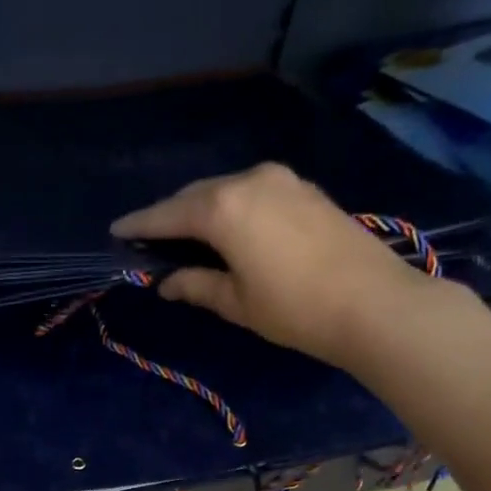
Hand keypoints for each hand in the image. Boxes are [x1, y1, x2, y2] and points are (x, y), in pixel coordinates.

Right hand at [111, 162, 431, 369]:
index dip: (139, 225)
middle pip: (195, 196)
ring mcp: (282, 180)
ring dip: (201, 211)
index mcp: (223, 209)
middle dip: (170, 216)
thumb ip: (196, 285)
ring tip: (185, 238)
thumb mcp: (236, 302)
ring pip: (225, 190)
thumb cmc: (294, 309)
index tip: (116, 232)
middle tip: (150, 240)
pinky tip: (227, 230)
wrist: (373, 304)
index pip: (168, 215)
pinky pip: (252, 192)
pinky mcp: (304, 190)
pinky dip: (231, 208)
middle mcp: (249, 181)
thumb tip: (167, 282)